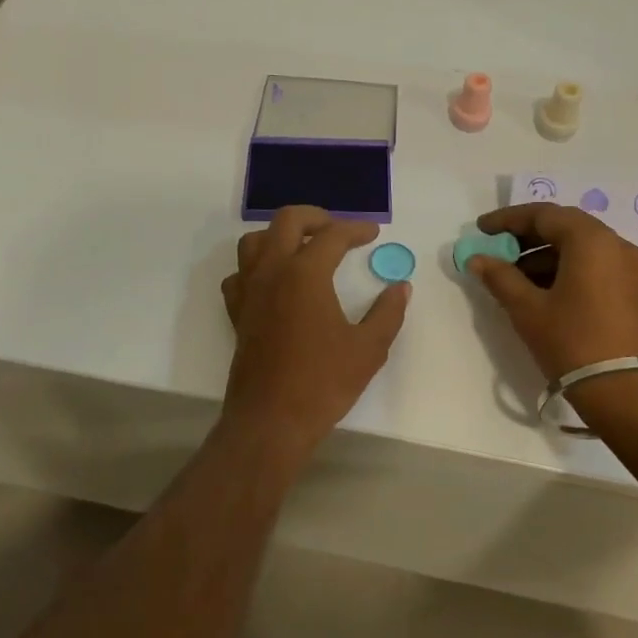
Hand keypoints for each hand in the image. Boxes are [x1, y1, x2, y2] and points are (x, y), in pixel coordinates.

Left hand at [220, 207, 409, 454]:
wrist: (271, 420)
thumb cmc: (323, 383)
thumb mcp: (368, 349)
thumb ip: (387, 312)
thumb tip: (401, 288)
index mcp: (305, 274)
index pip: (333, 235)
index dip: (357, 230)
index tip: (373, 233)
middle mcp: (272, 272)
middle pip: (287, 221)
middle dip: (315, 217)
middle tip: (338, 230)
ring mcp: (249, 291)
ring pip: (254, 242)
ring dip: (279, 236)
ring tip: (303, 249)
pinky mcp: (236, 313)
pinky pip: (239, 274)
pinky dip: (256, 267)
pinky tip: (273, 282)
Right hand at [468, 203, 637, 379]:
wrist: (629, 393)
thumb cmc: (573, 343)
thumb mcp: (528, 310)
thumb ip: (500, 277)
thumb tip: (477, 259)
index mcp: (591, 241)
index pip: (544, 214)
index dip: (508, 219)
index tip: (481, 229)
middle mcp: (616, 245)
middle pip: (566, 227)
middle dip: (527, 237)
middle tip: (497, 251)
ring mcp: (631, 269)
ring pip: (581, 248)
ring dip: (546, 256)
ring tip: (514, 278)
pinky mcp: (635, 292)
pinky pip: (595, 266)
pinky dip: (566, 270)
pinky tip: (543, 293)